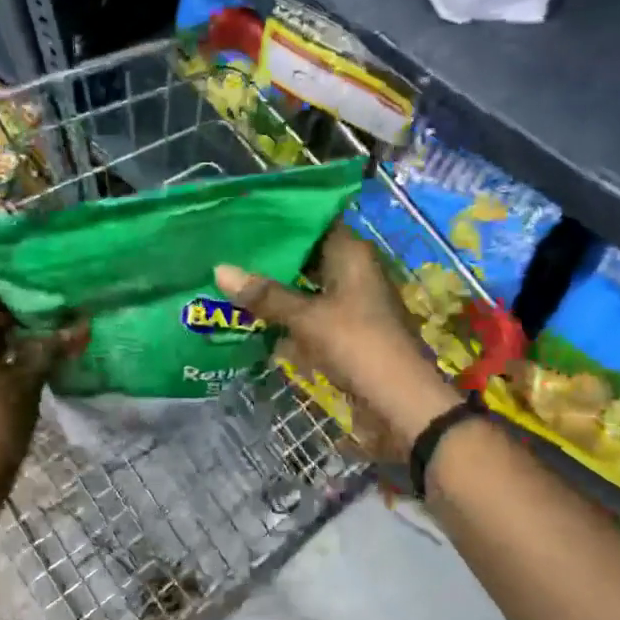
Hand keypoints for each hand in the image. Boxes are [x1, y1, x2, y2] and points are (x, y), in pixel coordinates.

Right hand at [215, 226, 458, 463]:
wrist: (400, 403)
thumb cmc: (357, 345)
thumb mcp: (307, 318)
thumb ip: (265, 295)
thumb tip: (220, 269)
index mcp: (352, 256)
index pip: (314, 222)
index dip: (282, 219)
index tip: (244, 217)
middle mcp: (352, 274)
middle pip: (306, 257)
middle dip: (271, 259)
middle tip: (226, 251)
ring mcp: (349, 305)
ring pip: (305, 290)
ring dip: (274, 292)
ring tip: (229, 283)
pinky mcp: (344, 334)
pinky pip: (308, 319)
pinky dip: (285, 320)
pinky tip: (252, 321)